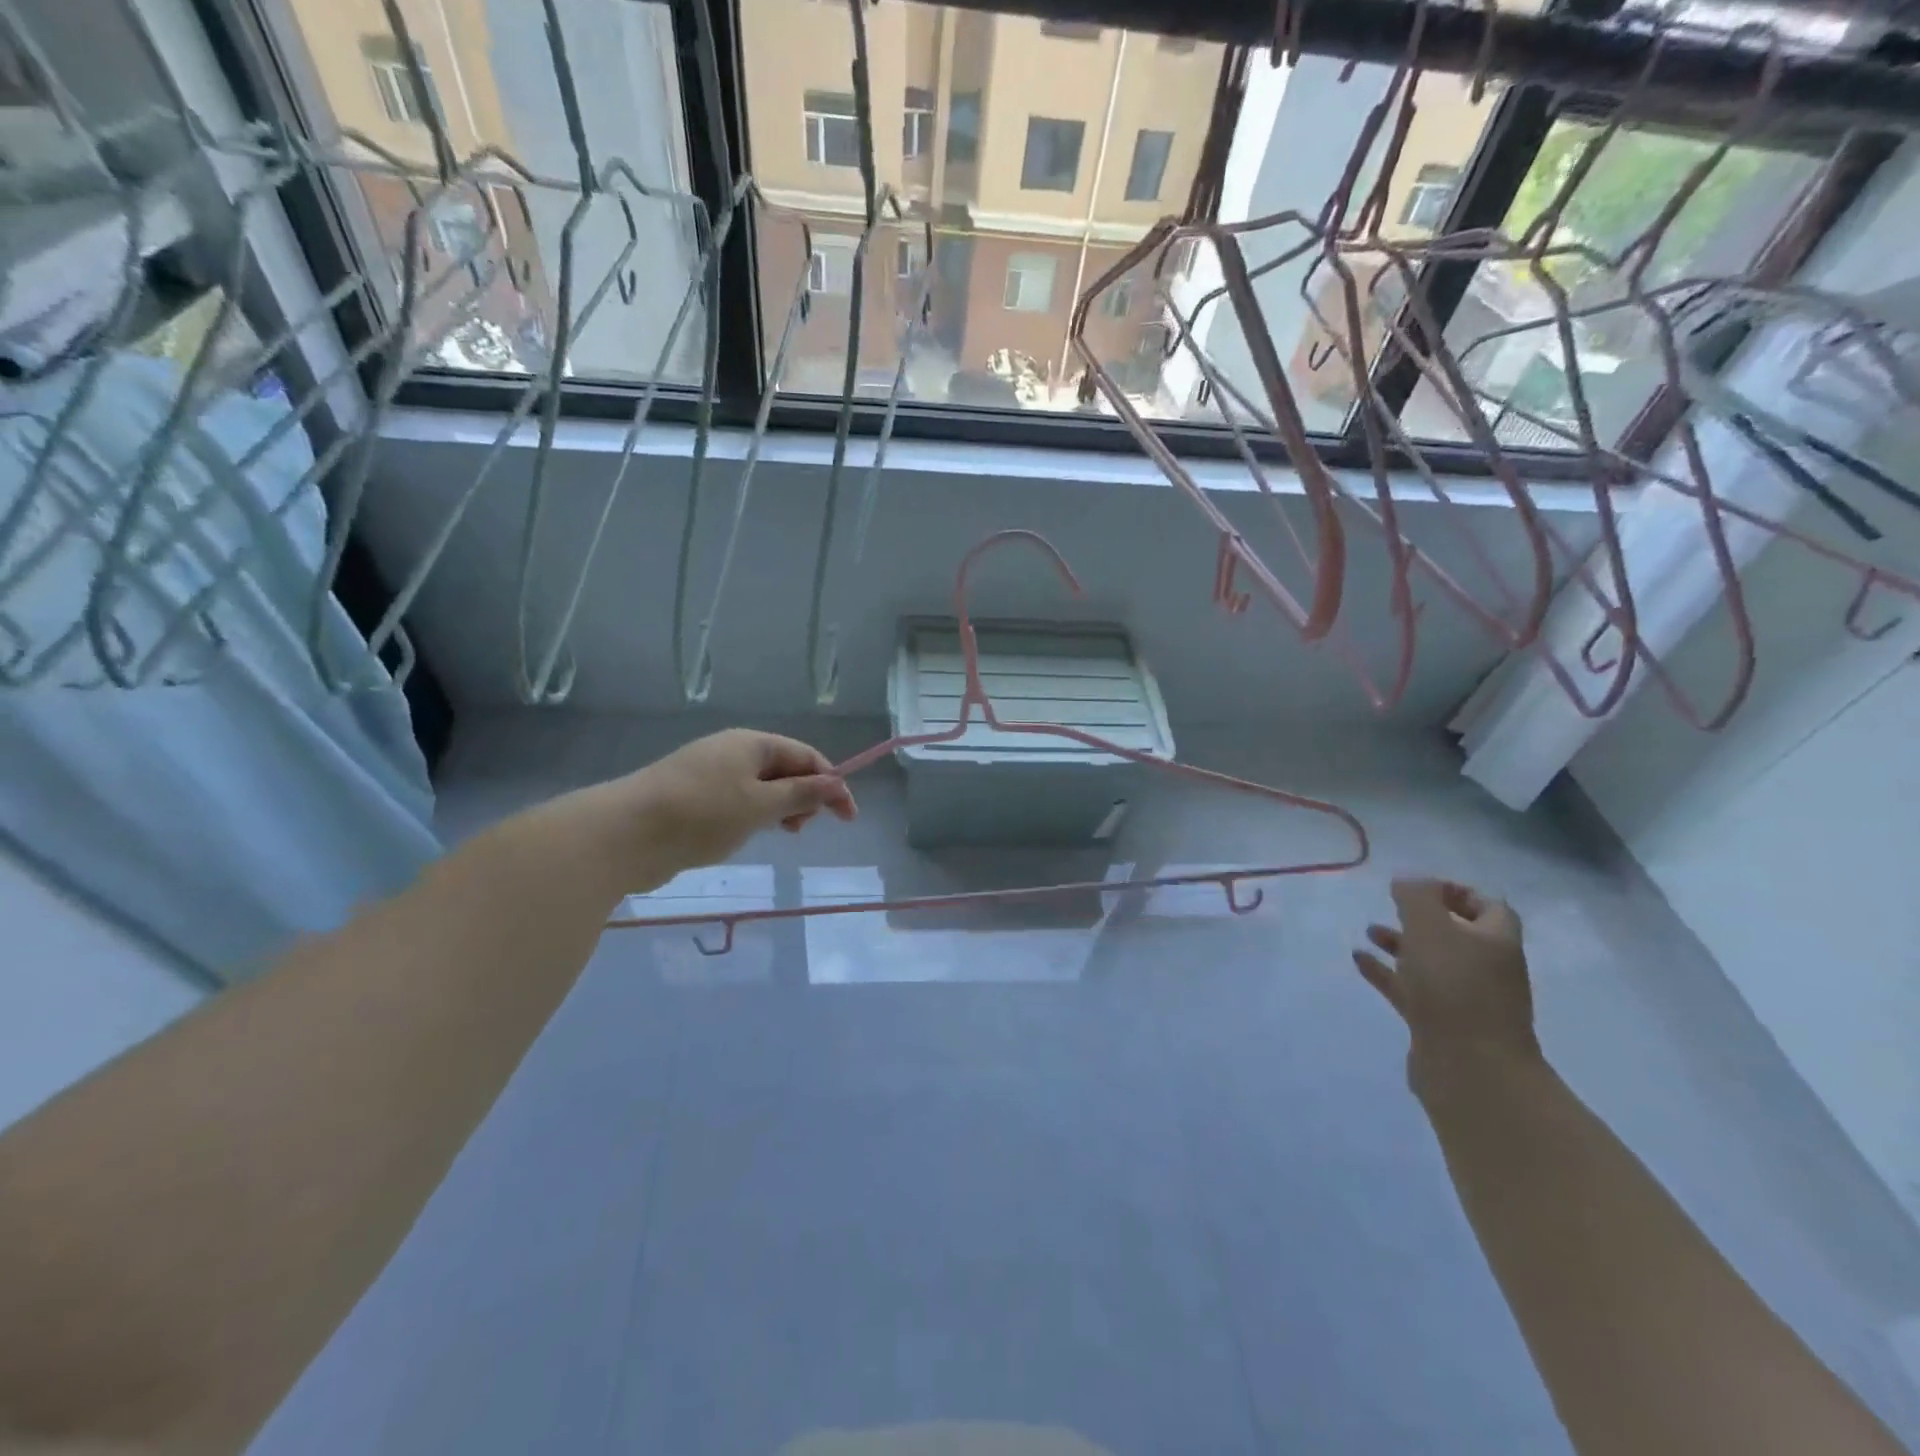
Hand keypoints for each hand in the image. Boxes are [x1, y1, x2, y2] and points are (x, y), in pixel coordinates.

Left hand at [611, 729, 857, 881]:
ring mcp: (708, 773)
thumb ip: (802, 794)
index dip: (832, 784)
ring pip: (759, 788)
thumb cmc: (702, 815)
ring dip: (778, 809)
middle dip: (803, 796)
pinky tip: (742, 837)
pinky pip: (735, 801)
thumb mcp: (761, 806)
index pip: (806, 756)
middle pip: (784, 769)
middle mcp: (732, 751)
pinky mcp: (690, 797)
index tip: (847, 818)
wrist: (623, 834)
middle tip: (800, 830)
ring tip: (777, 835)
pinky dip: (751, 817)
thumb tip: (836, 783)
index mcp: (752, 743)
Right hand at [1351, 878, 1537, 1088]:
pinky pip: (1410, 989)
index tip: (1420, 886)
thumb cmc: (1454, 988)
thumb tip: (1408, 880)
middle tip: (1393, 905)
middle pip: (1458, 935)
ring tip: (1369, 931)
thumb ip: (1417, 897)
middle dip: (1423, 918)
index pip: (1489, 907)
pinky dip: (1386, 972)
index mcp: (1496, 943)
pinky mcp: (1438, 1024)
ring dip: (1401, 944)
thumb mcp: (1431, 928)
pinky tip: (1359, 960)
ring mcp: (1463, 999)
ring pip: (1430, 962)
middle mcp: (1486, 969)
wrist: (1470, 1069)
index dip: (1457, 891)